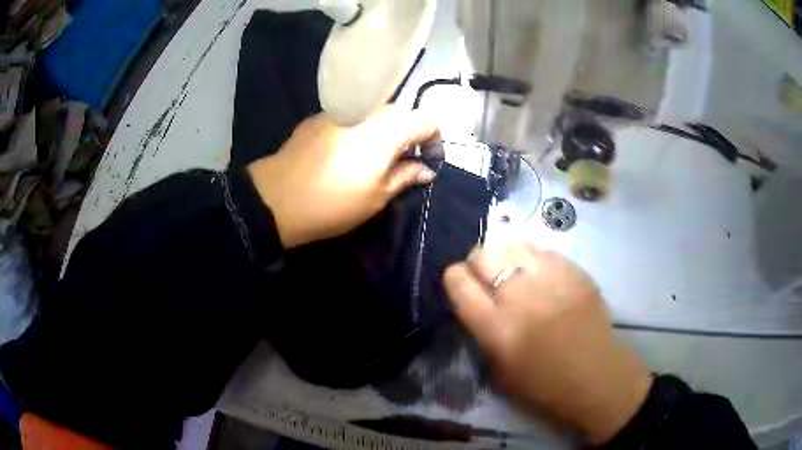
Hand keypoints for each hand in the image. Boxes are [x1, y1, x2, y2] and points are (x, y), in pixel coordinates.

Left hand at [247, 106, 438, 247]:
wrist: (278, 198)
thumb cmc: (335, 202)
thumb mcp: (378, 196)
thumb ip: (406, 176)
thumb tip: (426, 170)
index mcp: (388, 128)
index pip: (426, 122)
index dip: (434, 141)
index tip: (429, 162)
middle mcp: (368, 110)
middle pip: (401, 113)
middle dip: (409, 134)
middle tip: (403, 161)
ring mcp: (341, 109)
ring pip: (375, 112)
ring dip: (384, 129)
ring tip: (375, 156)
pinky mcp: (320, 115)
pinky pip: (351, 114)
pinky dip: (360, 127)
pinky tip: (347, 150)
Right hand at [444, 245, 652, 444]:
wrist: (595, 375)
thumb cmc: (543, 384)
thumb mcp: (498, 368)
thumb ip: (482, 331)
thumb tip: (475, 300)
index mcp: (495, 327)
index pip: (458, 282)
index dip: (454, 277)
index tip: (461, 282)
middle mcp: (519, 296)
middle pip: (483, 255)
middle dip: (477, 262)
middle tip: (486, 275)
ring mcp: (550, 279)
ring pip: (513, 245)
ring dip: (506, 256)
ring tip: (514, 270)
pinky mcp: (575, 271)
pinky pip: (544, 252)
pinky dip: (535, 260)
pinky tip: (542, 276)